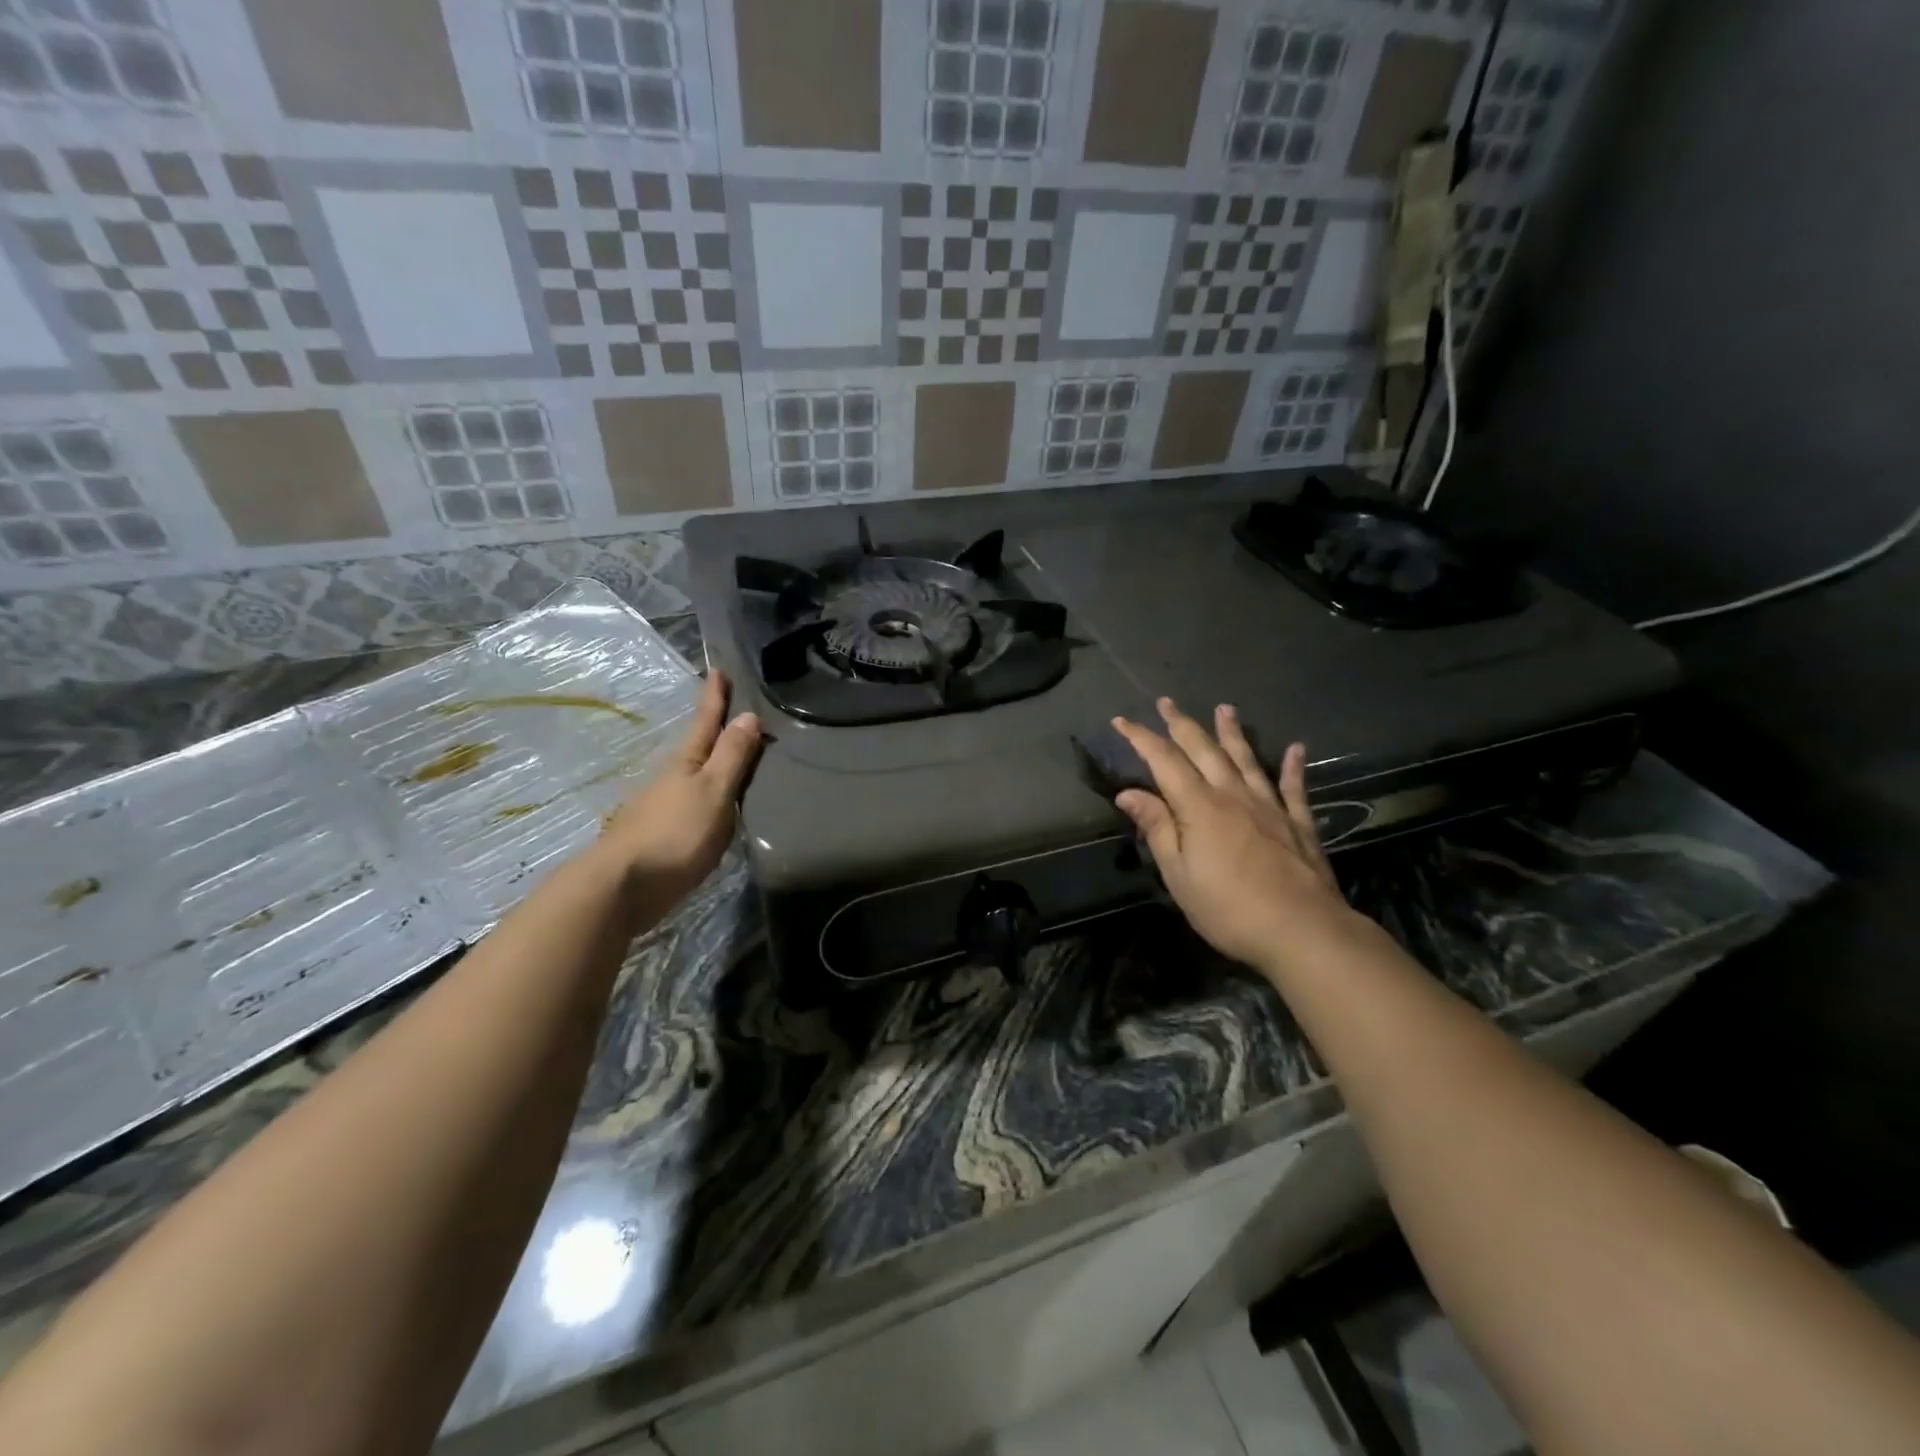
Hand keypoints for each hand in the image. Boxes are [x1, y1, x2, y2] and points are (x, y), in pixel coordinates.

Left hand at [593, 670, 761, 928]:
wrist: (623, 887)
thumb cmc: (675, 834)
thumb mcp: (713, 792)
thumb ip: (731, 757)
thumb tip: (747, 715)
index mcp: (687, 763)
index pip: (706, 721)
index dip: (714, 697)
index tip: (718, 668)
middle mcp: (672, 778)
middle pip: (698, 746)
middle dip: (715, 728)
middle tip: (734, 710)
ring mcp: (662, 806)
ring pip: (693, 775)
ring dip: (711, 762)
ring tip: (733, 756)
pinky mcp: (661, 834)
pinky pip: (692, 802)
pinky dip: (707, 794)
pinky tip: (715, 804)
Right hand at [1113, 698, 1354, 979]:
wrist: (1302, 930)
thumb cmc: (1228, 908)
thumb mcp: (1178, 874)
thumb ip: (1157, 828)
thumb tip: (1129, 793)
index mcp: (1198, 807)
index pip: (1163, 761)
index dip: (1141, 738)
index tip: (1122, 719)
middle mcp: (1233, 795)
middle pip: (1203, 750)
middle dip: (1181, 724)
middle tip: (1166, 702)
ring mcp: (1269, 806)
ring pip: (1245, 759)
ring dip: (1232, 733)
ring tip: (1224, 708)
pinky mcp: (1298, 823)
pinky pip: (1293, 787)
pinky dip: (1292, 766)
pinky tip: (1295, 748)